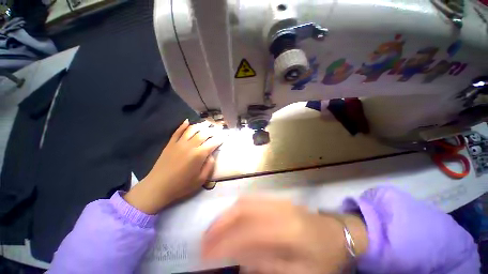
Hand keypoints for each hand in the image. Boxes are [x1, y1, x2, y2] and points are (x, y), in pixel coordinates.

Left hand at [124, 119, 224, 213]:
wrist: (158, 187)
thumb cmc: (182, 185)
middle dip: (213, 130)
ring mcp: (179, 143)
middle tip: (218, 128)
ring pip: (192, 130)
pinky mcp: (170, 144)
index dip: (220, 138)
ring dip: (200, 125)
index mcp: (199, 155)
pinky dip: (183, 125)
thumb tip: (212, 155)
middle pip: (204, 133)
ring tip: (206, 123)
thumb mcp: (201, 179)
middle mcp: (190, 146)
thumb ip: (209, 166)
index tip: (225, 135)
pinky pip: (177, 131)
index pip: (213, 142)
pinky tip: (187, 121)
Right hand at [202, 197, 367, 273]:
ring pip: (245, 202)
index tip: (206, 254)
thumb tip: (241, 261)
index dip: (224, 243)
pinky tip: (231, 218)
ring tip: (214, 229)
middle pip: (242, 210)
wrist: (339, 234)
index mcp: (286, 230)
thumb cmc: (325, 259)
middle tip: (205, 239)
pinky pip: (252, 200)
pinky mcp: (278, 200)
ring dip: (227, 215)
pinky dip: (237, 209)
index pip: (247, 233)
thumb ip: (269, 267)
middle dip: (221, 223)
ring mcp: (278, 201)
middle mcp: (278, 209)